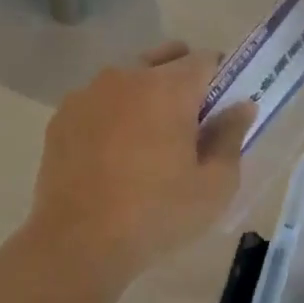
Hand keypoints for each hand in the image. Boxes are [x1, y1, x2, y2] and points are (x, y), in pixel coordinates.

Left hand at [29, 43, 253, 280]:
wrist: (78, 243)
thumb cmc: (157, 214)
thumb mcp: (214, 185)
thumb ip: (231, 136)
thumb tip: (241, 106)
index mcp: (168, 88)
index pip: (205, 60)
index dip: (221, 79)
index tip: (222, 108)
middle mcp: (126, 77)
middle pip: (164, 59)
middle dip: (183, 79)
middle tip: (190, 123)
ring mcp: (88, 94)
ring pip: (128, 79)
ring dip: (145, 95)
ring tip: (147, 141)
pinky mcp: (62, 117)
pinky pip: (98, 102)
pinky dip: (113, 115)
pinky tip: (113, 154)